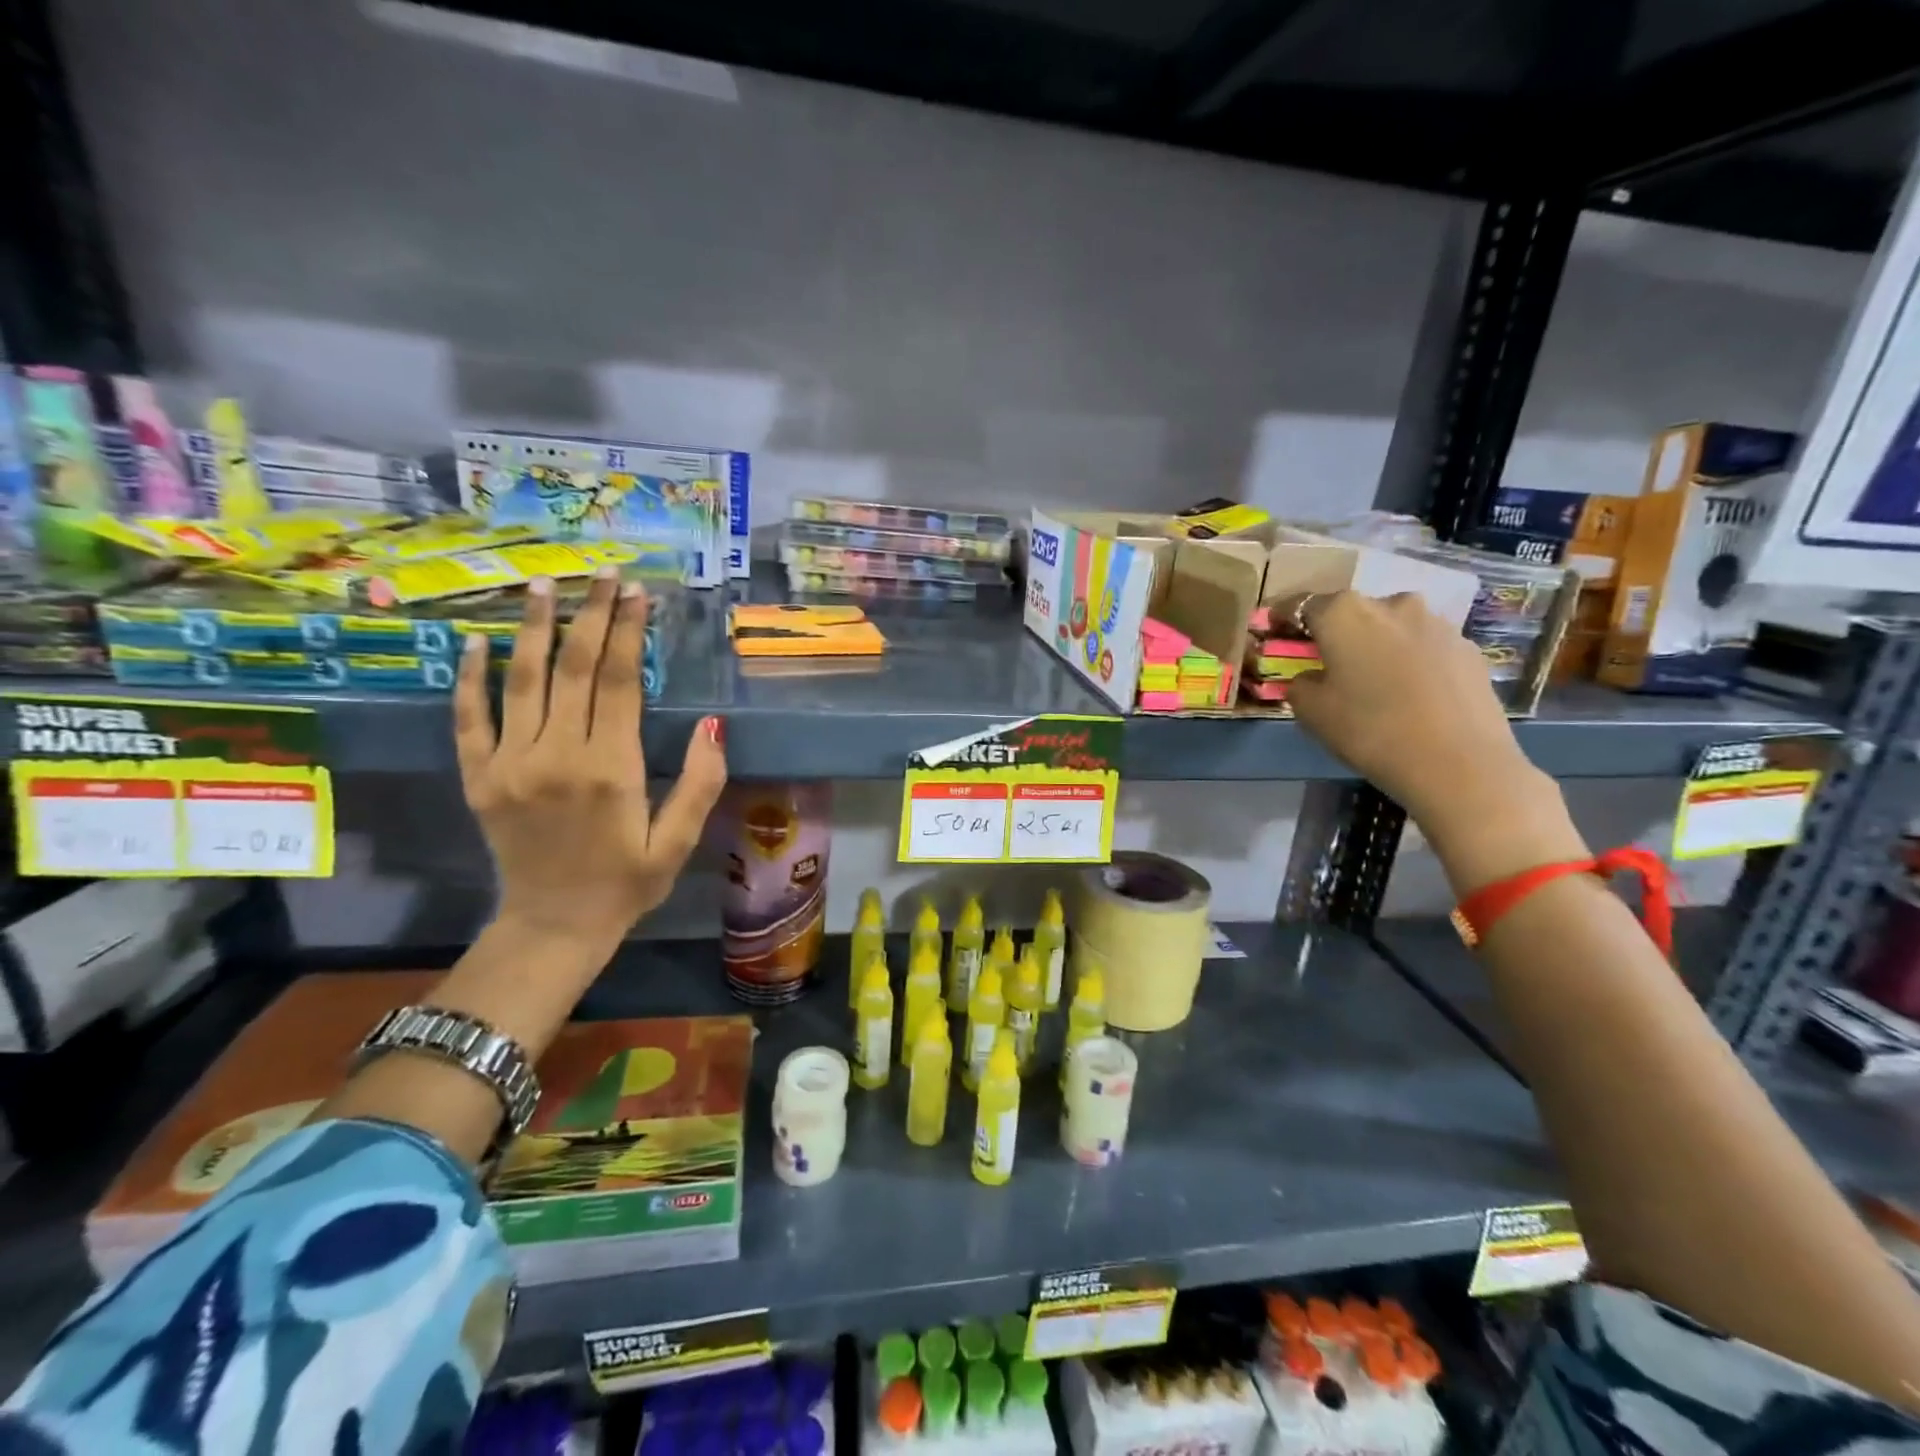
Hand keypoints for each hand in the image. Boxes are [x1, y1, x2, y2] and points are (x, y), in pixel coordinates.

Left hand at [453, 568, 727, 948]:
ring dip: (533, 629)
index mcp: (611, 769)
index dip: (627, 632)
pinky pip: (469, 719)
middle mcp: (557, 755)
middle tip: (601, 574)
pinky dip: (470, 678)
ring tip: (543, 585)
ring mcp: (510, 764)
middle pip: (573, 669)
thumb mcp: (679, 841)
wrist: (554, 925)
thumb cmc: (627, 883)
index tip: (637, 594)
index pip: (618, 682)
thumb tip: (712, 724)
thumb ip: (700, 782)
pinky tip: (474, 642)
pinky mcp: (479, 778)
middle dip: (590, 615)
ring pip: (521, 681)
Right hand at [1283, 591, 1582, 885]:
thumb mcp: (1311, 711)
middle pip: (1351, 613)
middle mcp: (1392, 604)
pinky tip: (1410, 696)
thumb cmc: (1370, 730)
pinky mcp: (1469, 648)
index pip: (1301, 605)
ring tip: (1373, 683)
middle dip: (1336, 633)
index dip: (1283, 619)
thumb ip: (1300, 683)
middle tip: (1327, 664)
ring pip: (1392, 628)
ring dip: (1377, 647)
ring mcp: (1437, 623)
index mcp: (1345, 613)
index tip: (1273, 633)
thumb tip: (1311, 676)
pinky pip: (1424, 649)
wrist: (1459, 764)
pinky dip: (1410, 663)